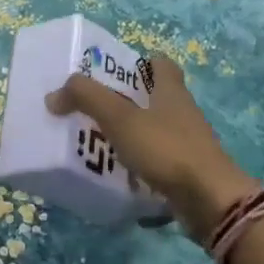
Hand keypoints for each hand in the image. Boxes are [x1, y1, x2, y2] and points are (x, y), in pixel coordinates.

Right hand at [46, 54, 258, 241]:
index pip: (160, 63)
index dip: (139, 62)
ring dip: (130, 133)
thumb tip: (54, 95)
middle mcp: (182, 112)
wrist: (209, 201)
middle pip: (154, 97)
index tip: (113, 71)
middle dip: (126, 99)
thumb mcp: (120, 118)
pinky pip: (157, 160)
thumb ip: (86, 98)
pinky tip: (117, 173)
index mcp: (171, 91)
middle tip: (92, 106)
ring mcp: (187, 143)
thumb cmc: (166, 149)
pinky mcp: (186, 171)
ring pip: (154, 129)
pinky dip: (138, 163)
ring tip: (96, 140)